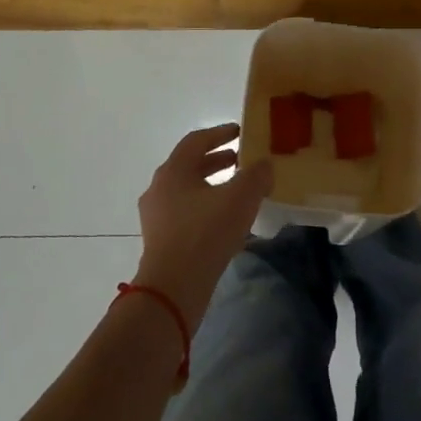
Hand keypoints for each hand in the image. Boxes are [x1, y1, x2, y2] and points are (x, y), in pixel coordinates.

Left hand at [133, 124, 274, 325]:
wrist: (173, 288)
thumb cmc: (205, 234)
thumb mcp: (240, 198)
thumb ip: (256, 175)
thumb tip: (264, 165)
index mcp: (173, 171)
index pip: (196, 141)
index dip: (220, 133)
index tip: (241, 132)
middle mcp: (159, 188)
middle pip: (190, 165)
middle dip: (217, 160)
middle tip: (242, 160)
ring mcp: (156, 216)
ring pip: (188, 190)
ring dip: (212, 185)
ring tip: (238, 190)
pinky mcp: (160, 239)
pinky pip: (186, 212)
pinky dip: (206, 206)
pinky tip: (226, 220)